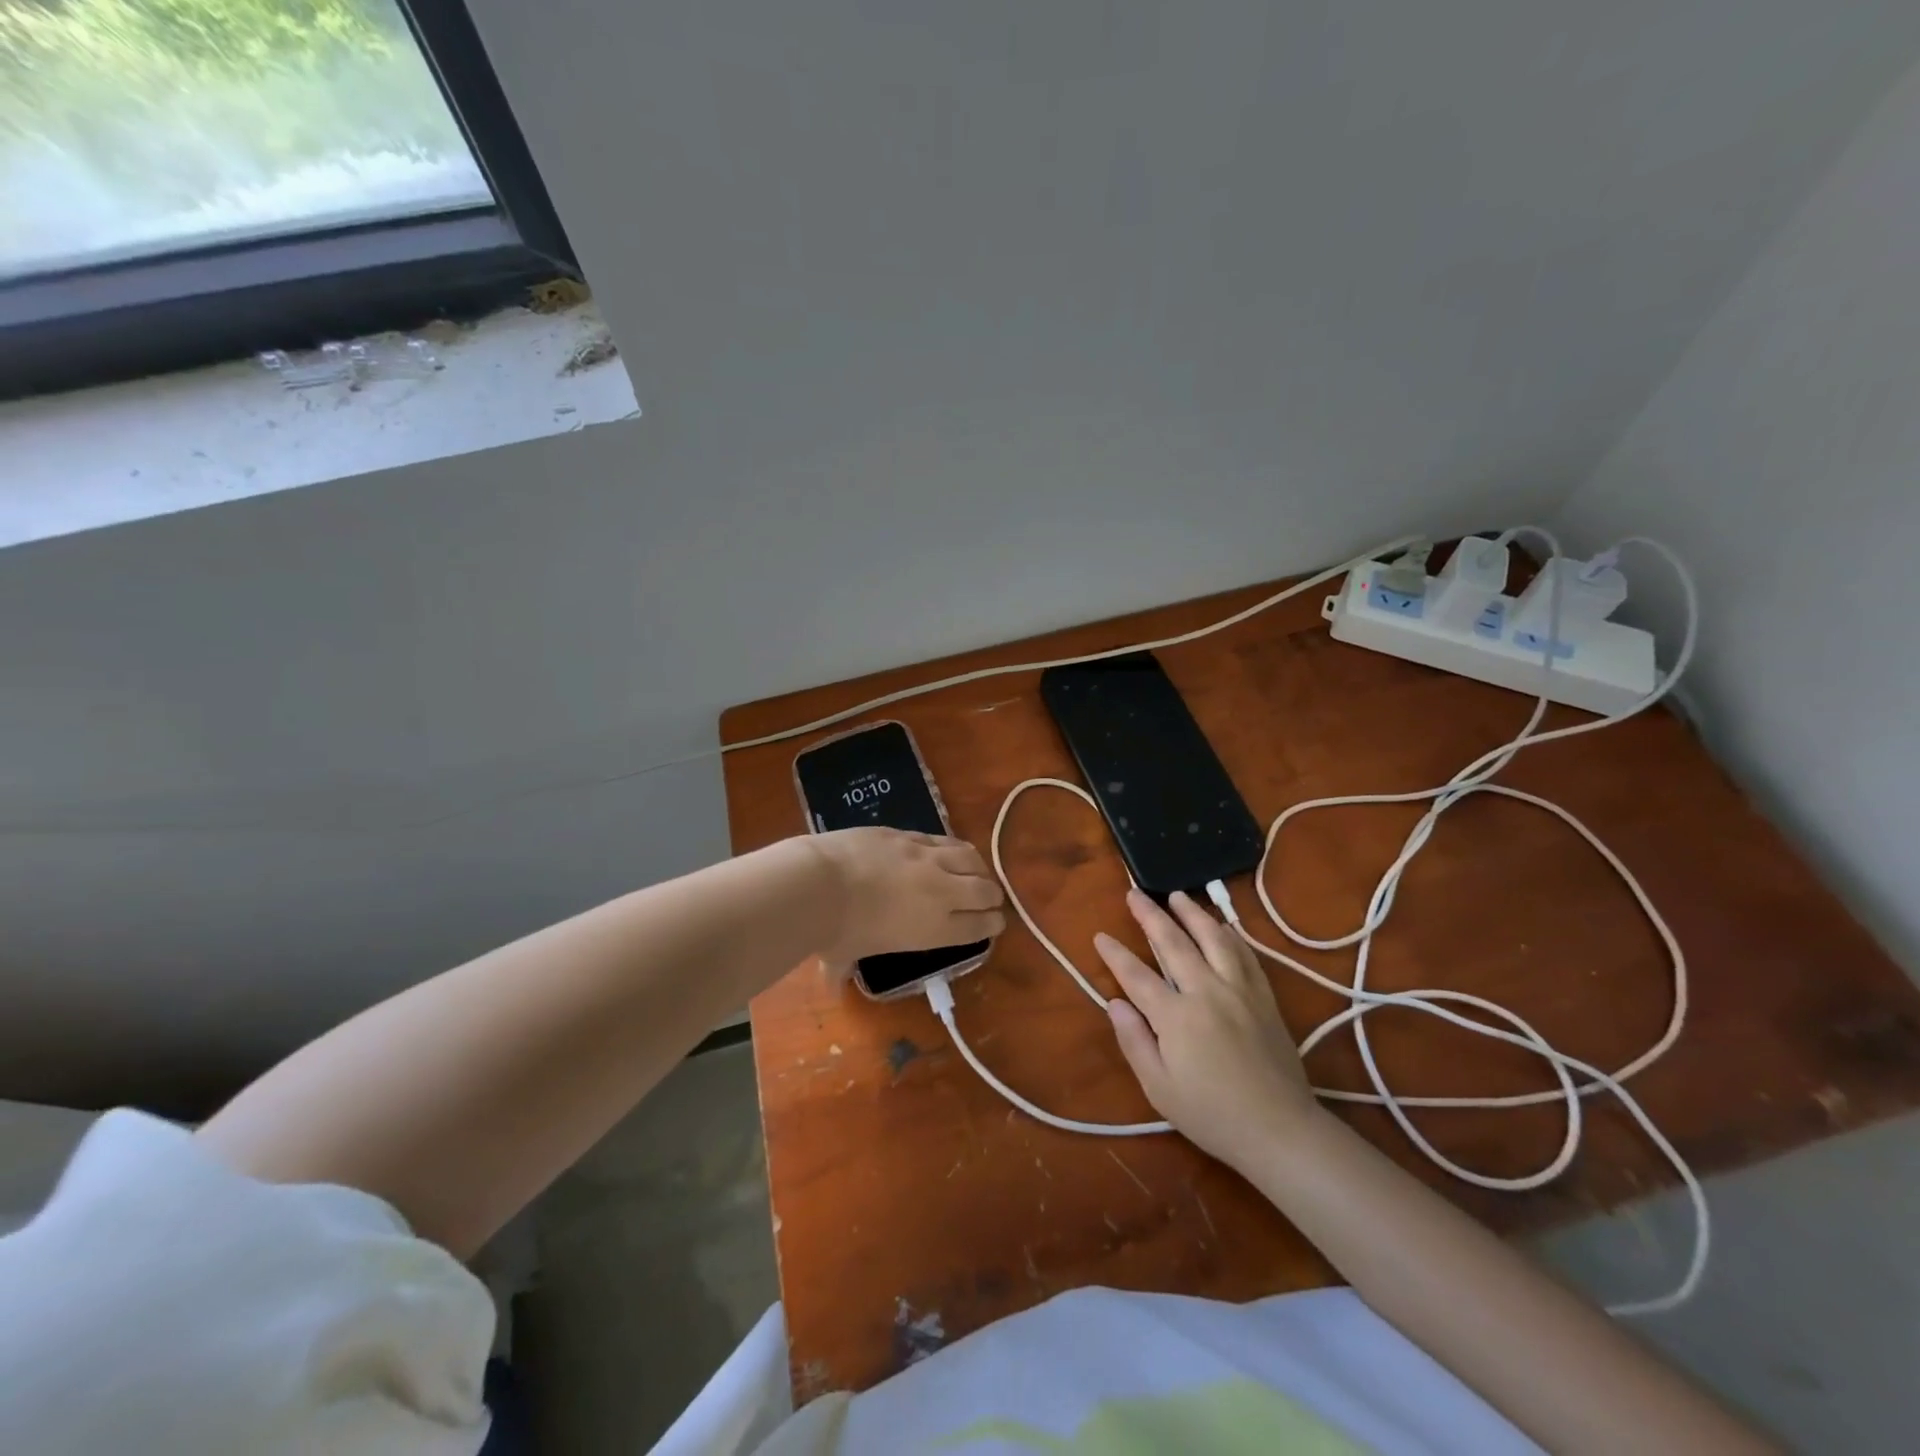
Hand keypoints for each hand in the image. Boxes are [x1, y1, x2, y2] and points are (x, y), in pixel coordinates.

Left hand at [807, 827, 1004, 975]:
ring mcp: (926, 858)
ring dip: (978, 867)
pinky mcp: (909, 834)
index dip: (992, 924)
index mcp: (934, 930)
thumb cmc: (833, 931)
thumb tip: (830, 984)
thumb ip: (843, 970)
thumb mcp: (842, 957)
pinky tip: (948, 850)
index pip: (979, 926)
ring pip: (970, 858)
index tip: (996, 923)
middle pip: (984, 890)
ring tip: (976, 870)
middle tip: (990, 899)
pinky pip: (942, 839)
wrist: (818, 883)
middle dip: (992, 896)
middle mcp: (941, 893)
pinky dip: (951, 848)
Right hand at [1097, 888, 1316, 1168]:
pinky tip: (1222, 925)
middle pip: (1174, 943)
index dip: (1115, 954)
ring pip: (1214, 938)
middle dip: (1151, 915)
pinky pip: (1245, 954)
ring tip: (1177, 895)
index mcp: (1176, 1017)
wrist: (1280, 1131)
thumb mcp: (1159, 1088)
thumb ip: (1134, 1041)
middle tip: (1134, 893)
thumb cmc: (1212, 1116)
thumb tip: (1114, 1002)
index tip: (1100, 936)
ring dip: (1193, 913)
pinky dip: (1230, 934)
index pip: (1137, 975)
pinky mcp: (1265, 997)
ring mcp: (1240, 991)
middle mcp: (1207, 992)